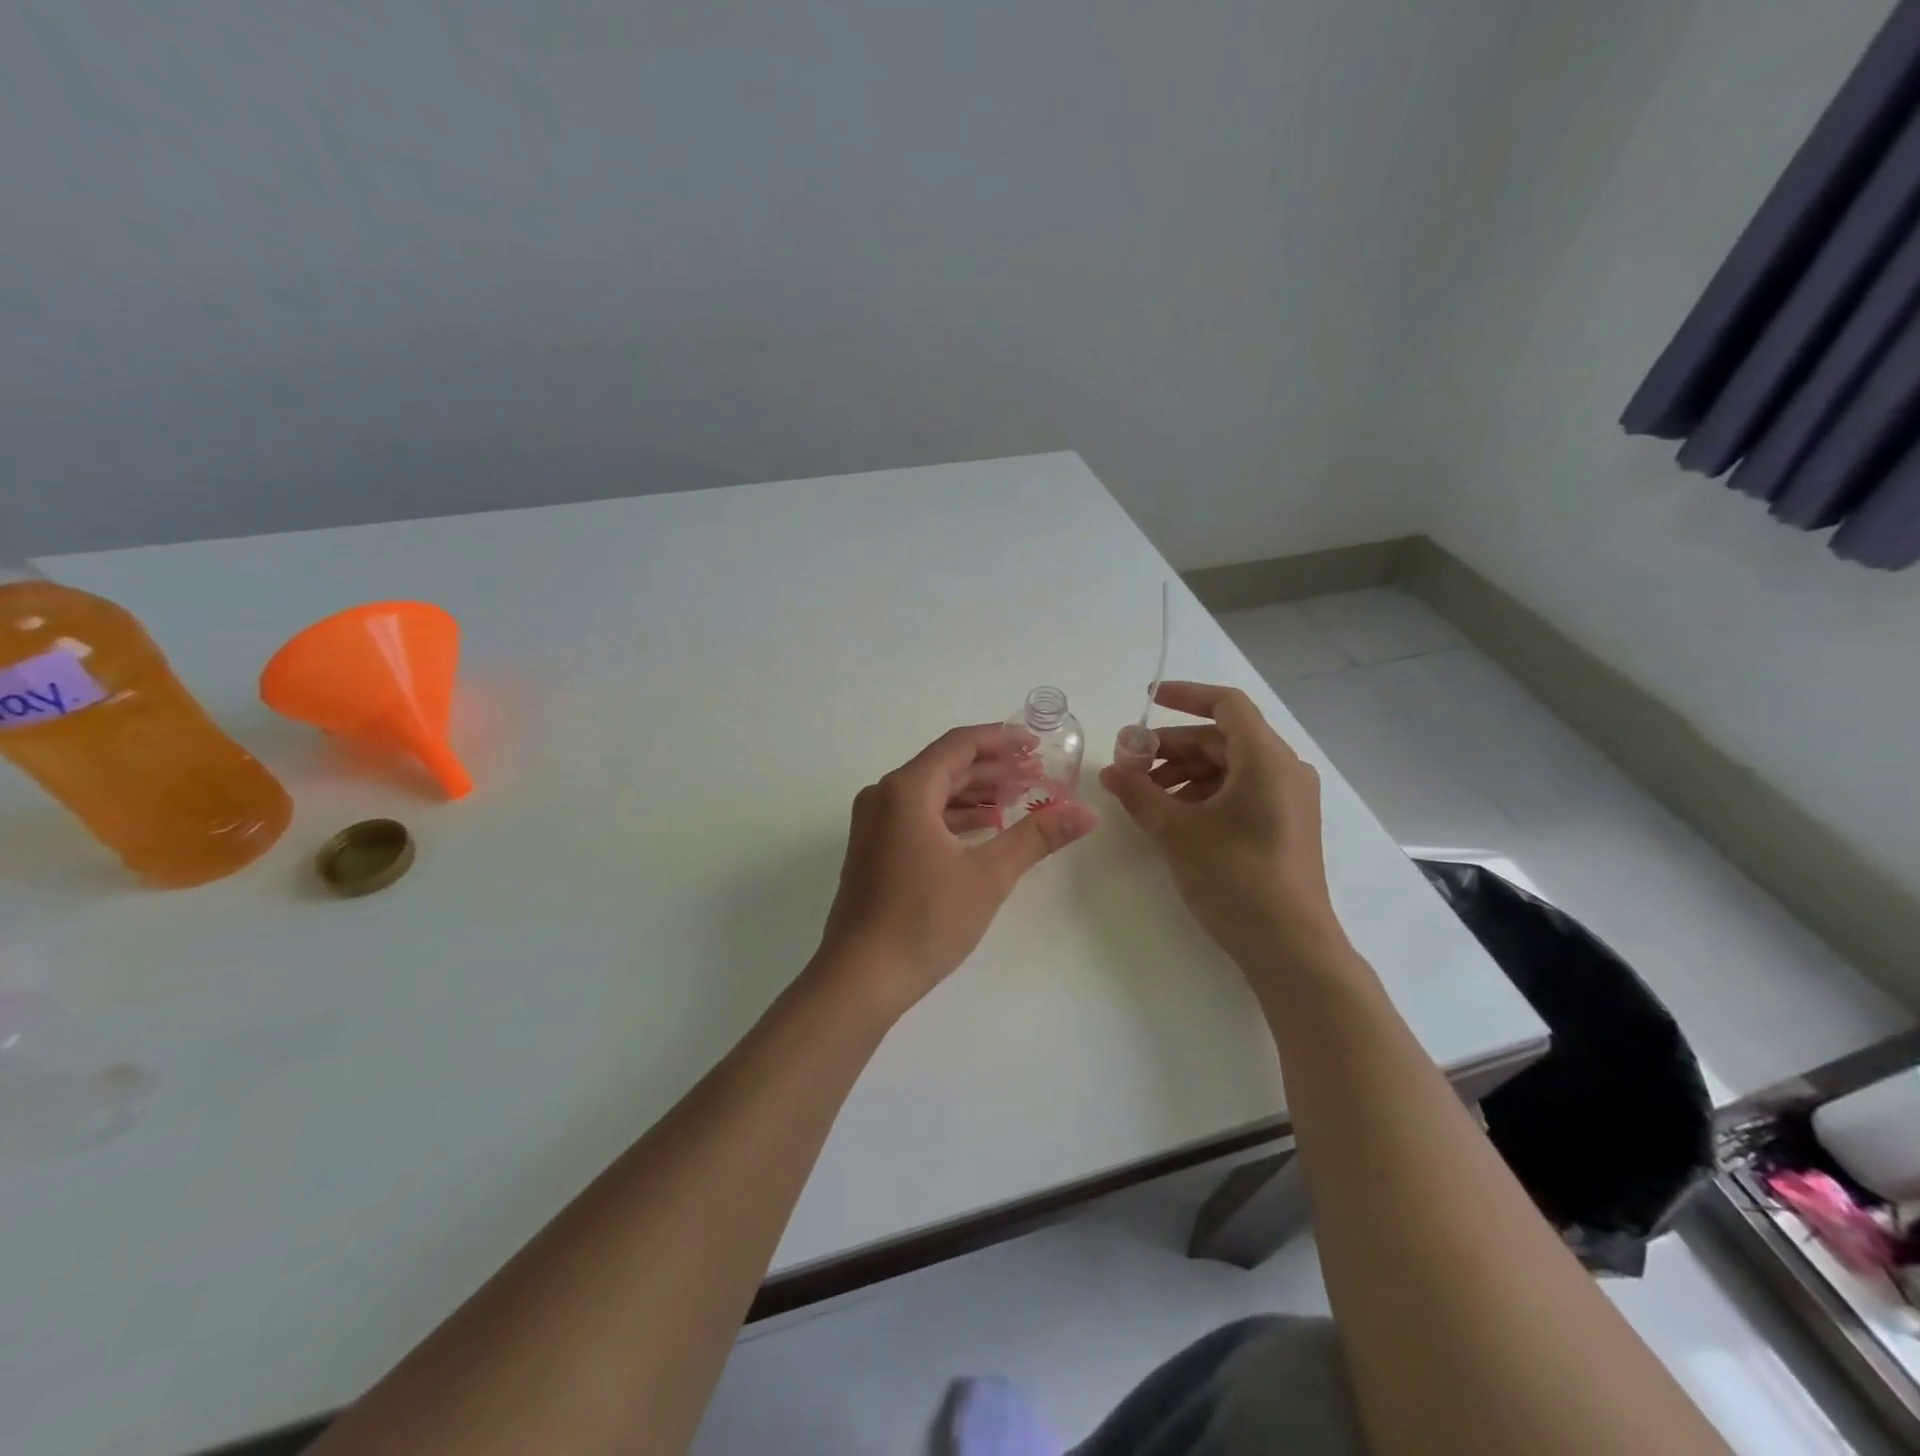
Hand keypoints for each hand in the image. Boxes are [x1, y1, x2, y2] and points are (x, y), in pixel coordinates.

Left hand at [818, 724, 1098, 1011]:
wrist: (861, 978)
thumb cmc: (925, 920)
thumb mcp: (989, 875)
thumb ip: (1037, 836)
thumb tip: (1087, 812)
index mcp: (906, 790)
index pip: (958, 745)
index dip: (1000, 739)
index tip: (1036, 743)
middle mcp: (883, 796)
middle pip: (944, 767)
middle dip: (992, 768)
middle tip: (1036, 773)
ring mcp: (873, 824)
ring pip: (931, 793)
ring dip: (973, 793)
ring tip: (1017, 798)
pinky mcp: (872, 850)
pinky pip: (917, 816)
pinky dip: (952, 816)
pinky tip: (983, 829)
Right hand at [1098, 682, 1344, 971]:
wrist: (1290, 947)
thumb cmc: (1235, 877)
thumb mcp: (1177, 831)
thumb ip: (1140, 794)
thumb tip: (1110, 771)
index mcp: (1266, 759)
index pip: (1226, 705)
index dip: (1185, 696)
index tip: (1148, 700)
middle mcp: (1284, 770)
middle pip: (1222, 739)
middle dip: (1172, 746)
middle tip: (1129, 763)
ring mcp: (1288, 800)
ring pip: (1229, 767)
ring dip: (1184, 772)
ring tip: (1144, 796)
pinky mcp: (1283, 825)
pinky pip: (1240, 792)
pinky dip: (1204, 794)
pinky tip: (1172, 817)